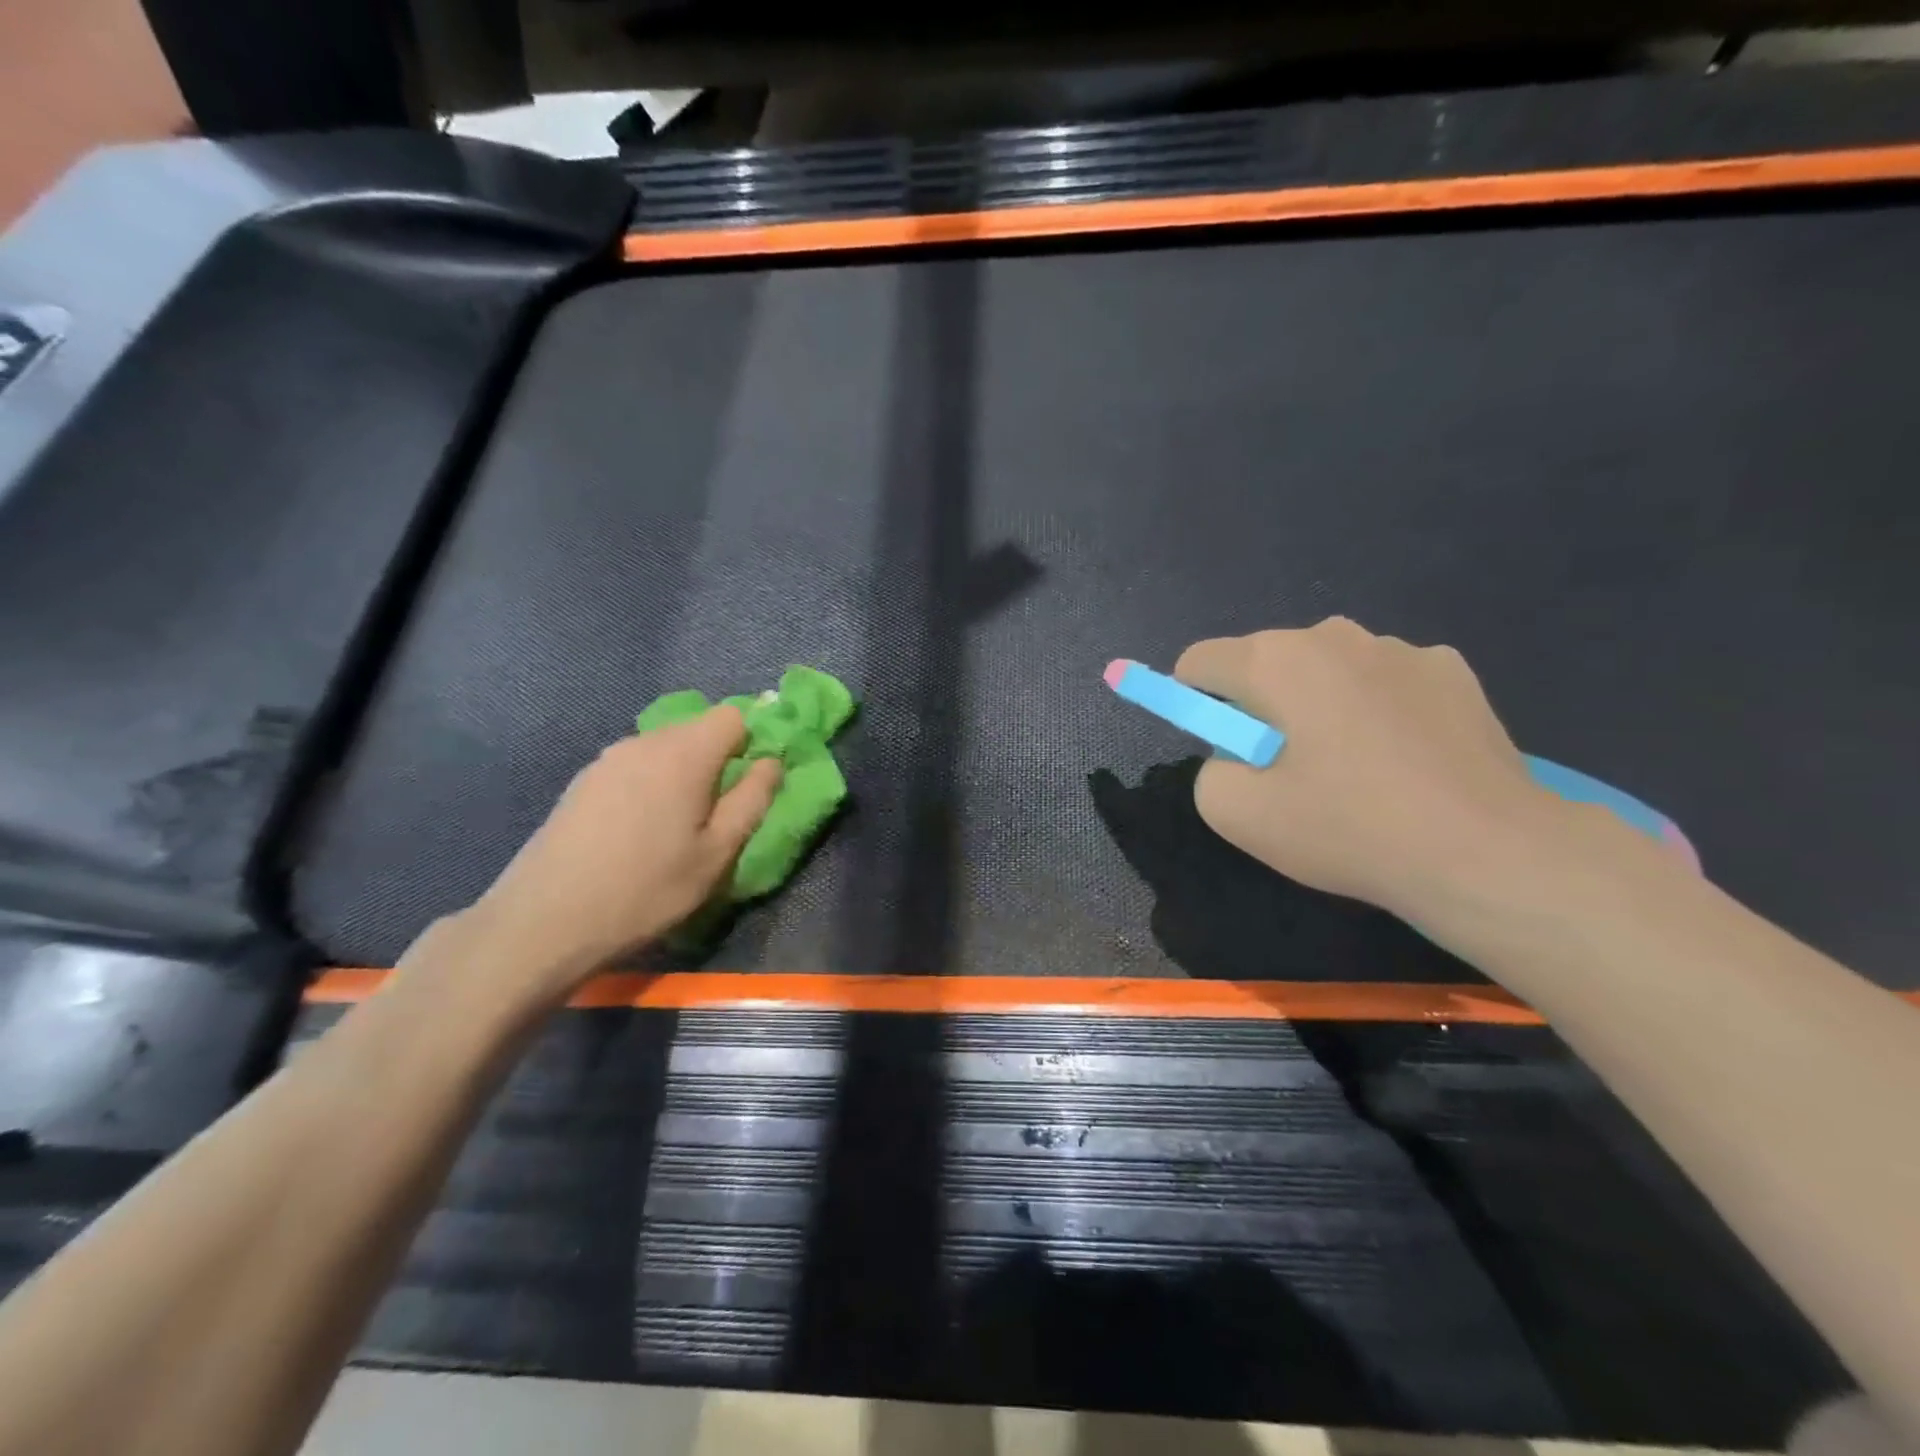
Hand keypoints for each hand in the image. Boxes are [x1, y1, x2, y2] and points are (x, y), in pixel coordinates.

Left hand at [461, 706, 781, 997]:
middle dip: (717, 760)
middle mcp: (645, 742)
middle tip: (716, 813)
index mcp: (684, 754)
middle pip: (697, 729)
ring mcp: (608, 759)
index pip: (732, 716)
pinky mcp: (583, 781)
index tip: (748, 784)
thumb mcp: (716, 853)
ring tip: (675, 826)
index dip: (750, 743)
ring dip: (682, 773)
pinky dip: (650, 784)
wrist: (544, 920)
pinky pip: (635, 765)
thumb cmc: (647, 889)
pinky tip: (636, 831)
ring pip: (664, 748)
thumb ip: (752, 800)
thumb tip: (771, 763)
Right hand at [1175, 618, 1583, 926]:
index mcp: (1275, 661)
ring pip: (1327, 668)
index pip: (1200, 661)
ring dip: (1318, 703)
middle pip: (1264, 662)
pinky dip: (1376, 708)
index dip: (1193, 702)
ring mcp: (1401, 647)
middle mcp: (1334, 635)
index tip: (1222, 748)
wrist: (1488, 850)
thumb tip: (1236, 756)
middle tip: (1288, 768)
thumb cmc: (1349, 827)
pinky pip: (1384, 680)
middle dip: (1260, 706)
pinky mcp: (1453, 669)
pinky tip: (1404, 759)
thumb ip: (1208, 772)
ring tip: (1352, 767)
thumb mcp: (1237, 814)